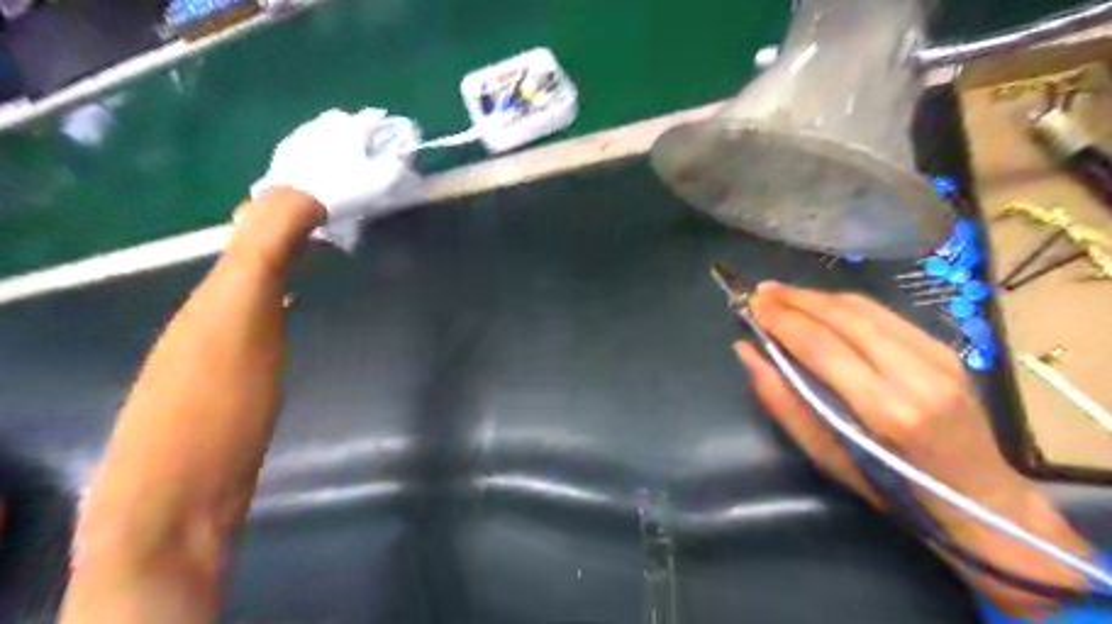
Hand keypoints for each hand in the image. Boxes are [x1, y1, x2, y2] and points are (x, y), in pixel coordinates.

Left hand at [252, 107, 421, 226]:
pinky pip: (305, 143)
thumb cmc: (344, 189)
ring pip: (323, 128)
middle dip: (354, 127)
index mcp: (352, 127)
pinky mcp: (285, 148)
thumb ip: (396, 166)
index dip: (382, 125)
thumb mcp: (381, 182)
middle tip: (361, 145)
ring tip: (339, 156)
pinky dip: (314, 149)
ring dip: (332, 137)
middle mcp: (327, 123)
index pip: (372, 117)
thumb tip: (401, 156)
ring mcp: (303, 133)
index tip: (387, 134)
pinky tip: (317, 165)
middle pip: (344, 118)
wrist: (295, 201)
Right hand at [731, 282, 1092, 617]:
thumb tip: (747, 351)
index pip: (821, 346)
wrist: (981, 499)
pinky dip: (843, 304)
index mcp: (886, 410)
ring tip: (781, 293)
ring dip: (817, 297)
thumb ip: (783, 400)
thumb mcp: (826, 456)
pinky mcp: (945, 349)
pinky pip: (883, 314)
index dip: (781, 320)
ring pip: (864, 309)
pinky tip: (818, 304)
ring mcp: (937, 356)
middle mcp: (916, 374)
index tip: (750, 305)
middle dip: (795, 299)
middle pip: (843, 318)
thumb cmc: (892, 489)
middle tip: (759, 292)